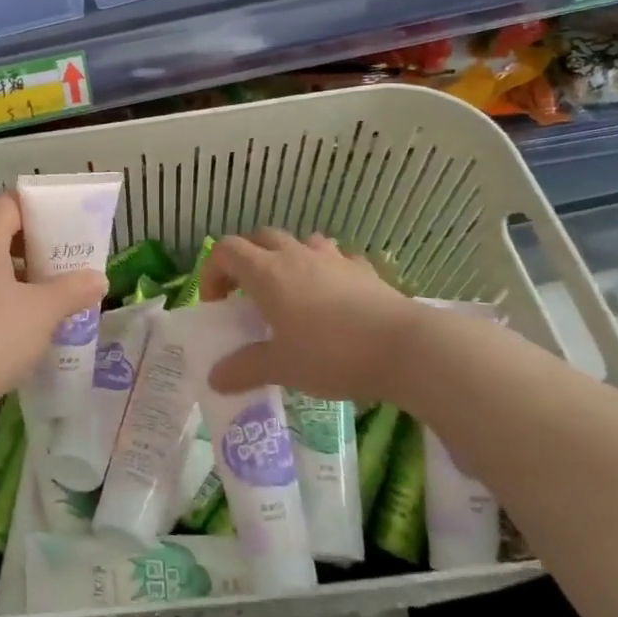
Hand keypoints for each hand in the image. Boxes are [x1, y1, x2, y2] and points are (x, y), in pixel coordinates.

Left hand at [0, 191, 107, 421]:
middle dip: (36, 247)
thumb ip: (73, 290)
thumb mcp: (42, 312)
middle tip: (69, 265)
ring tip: (52, 295)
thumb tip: (98, 279)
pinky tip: (22, 321)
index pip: (13, 203)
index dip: (45, 211)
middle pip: (0, 231)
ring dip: (19, 275)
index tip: (73, 229)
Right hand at [202, 230, 424, 402]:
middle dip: (246, 260)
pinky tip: (333, 294)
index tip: (217, 304)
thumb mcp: (282, 367)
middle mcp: (295, 256)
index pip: (225, 251)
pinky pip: (337, 258)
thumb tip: (214, 378)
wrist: (404, 348)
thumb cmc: (331, 354)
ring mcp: (333, 258)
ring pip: (300, 241)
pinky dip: (326, 269)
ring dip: (287, 258)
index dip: (212, 272)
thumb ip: (245, 368)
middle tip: (248, 294)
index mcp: (266, 273)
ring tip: (291, 290)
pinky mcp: (364, 270)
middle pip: (259, 238)